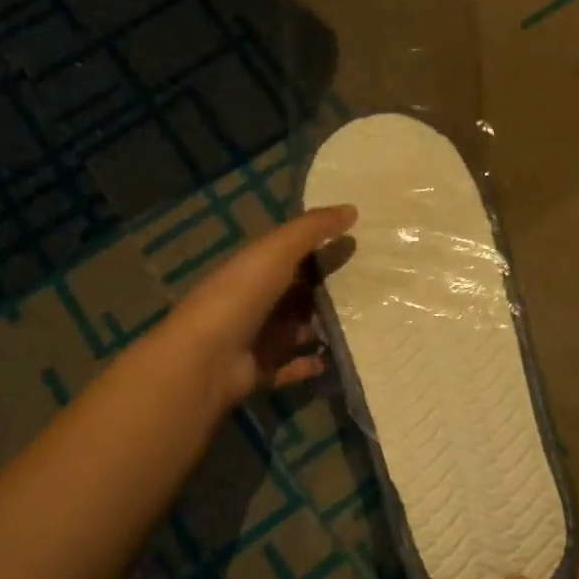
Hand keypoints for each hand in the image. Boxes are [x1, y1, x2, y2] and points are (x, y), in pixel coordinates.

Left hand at [165, 205, 356, 408]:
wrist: (205, 358)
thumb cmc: (240, 296)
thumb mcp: (276, 251)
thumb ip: (312, 229)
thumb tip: (353, 209)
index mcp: (253, 268)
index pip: (291, 254)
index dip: (321, 247)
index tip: (358, 244)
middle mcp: (255, 301)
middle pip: (297, 293)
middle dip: (328, 290)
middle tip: (373, 288)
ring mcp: (257, 337)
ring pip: (298, 329)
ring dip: (324, 327)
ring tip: (364, 323)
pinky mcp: (261, 370)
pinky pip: (293, 365)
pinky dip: (312, 363)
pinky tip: (337, 359)